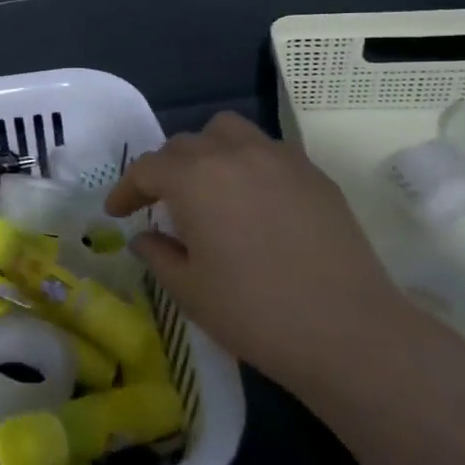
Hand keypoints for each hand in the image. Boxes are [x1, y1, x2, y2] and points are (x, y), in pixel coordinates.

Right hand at [104, 112, 413, 391]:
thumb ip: (158, 254)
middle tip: (159, 205)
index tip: (116, 212)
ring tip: (208, 187)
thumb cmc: (255, 313)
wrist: (348, 332)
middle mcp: (234, 154)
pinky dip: (247, 163)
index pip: (147, 168)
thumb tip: (145, 237)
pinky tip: (253, 200)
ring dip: (207, 151)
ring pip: (228, 132)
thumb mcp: (189, 290)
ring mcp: (279, 158)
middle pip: (185, 145)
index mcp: (195, 178)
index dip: (126, 189)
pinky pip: (267, 150)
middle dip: (164, 171)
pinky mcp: (313, 173)